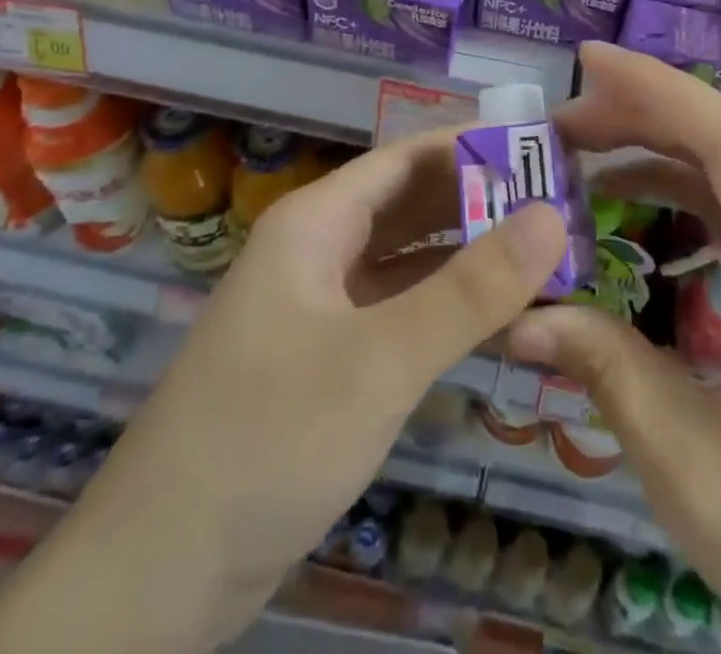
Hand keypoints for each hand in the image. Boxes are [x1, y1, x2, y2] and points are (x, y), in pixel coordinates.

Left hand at [0, 127, 568, 653]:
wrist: (159, 574)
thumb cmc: (269, 437)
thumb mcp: (380, 359)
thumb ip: (470, 288)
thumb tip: (553, 216)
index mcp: (317, 222)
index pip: (408, 158)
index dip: (474, 146)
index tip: (543, 150)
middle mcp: (318, 250)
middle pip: (410, 205)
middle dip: (480, 201)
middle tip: (561, 204)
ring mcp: (320, 306)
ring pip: (407, 260)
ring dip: (467, 257)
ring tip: (545, 255)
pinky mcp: (326, 359)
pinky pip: (398, 312)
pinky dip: (445, 308)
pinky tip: (498, 321)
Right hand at [508, 44, 720, 653]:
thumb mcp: (695, 472)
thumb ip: (608, 374)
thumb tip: (521, 313)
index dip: (656, 89)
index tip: (585, 62)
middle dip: (643, 109)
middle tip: (560, 121)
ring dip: (657, 143)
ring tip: (580, 154)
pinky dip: (679, 185)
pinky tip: (629, 205)